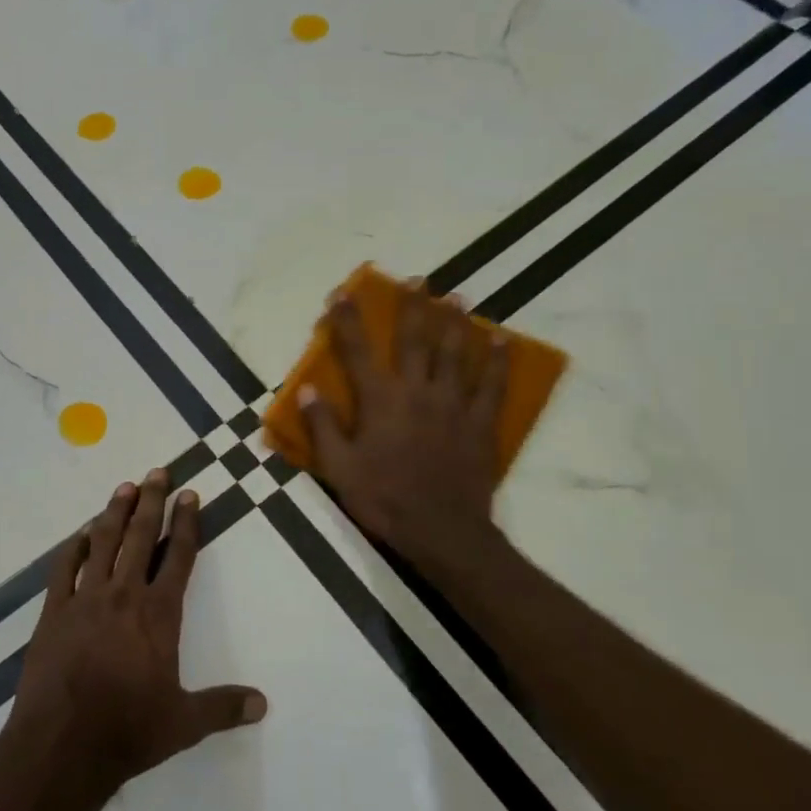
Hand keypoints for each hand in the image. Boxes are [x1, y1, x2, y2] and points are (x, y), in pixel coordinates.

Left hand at [7, 469, 267, 804]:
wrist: (61, 745)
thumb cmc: (128, 731)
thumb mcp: (184, 723)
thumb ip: (223, 707)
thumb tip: (263, 704)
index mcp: (159, 614)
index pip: (179, 557)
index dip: (187, 523)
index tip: (189, 495)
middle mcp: (124, 595)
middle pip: (141, 537)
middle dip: (152, 501)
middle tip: (157, 471)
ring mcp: (85, 599)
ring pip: (103, 543)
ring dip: (115, 512)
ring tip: (124, 487)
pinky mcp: (54, 611)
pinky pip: (65, 568)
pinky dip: (75, 547)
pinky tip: (81, 535)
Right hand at [299, 292, 510, 576]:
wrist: (442, 530)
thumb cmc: (384, 499)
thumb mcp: (339, 468)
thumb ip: (322, 427)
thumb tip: (309, 389)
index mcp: (380, 400)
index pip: (358, 350)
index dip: (347, 319)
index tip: (341, 293)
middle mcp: (417, 391)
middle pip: (415, 339)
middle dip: (413, 306)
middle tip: (417, 279)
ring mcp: (453, 404)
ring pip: (455, 353)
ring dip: (454, 322)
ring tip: (456, 297)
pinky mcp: (480, 422)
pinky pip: (491, 384)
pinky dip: (497, 360)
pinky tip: (500, 339)